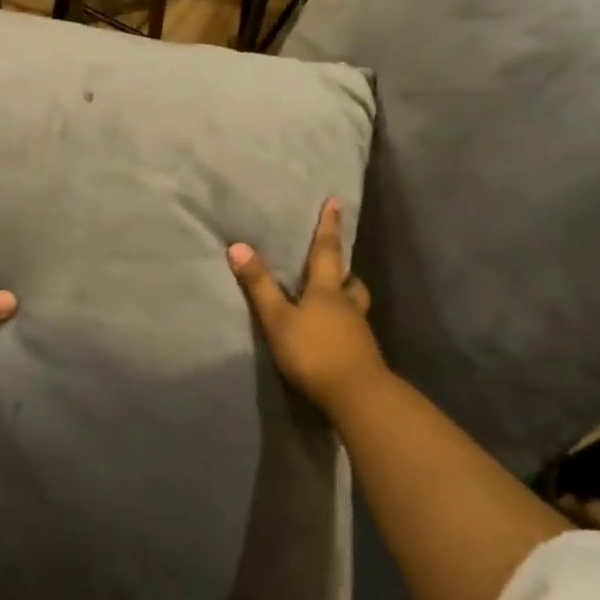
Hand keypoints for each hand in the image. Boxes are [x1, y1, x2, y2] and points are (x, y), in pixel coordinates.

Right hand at [228, 198, 384, 415]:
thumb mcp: (278, 319)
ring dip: (347, 298)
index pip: (327, 251)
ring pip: (354, 305)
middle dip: (343, 269)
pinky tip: (333, 335)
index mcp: (327, 291)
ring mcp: (358, 331)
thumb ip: (259, 286)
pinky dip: (344, 325)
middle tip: (338, 264)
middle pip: (350, 281)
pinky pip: (353, 330)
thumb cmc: (314, 352)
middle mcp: (347, 305)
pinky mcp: (362, 355)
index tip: (336, 202)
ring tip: (335, 299)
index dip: (329, 227)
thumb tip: (238, 246)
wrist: (357, 397)